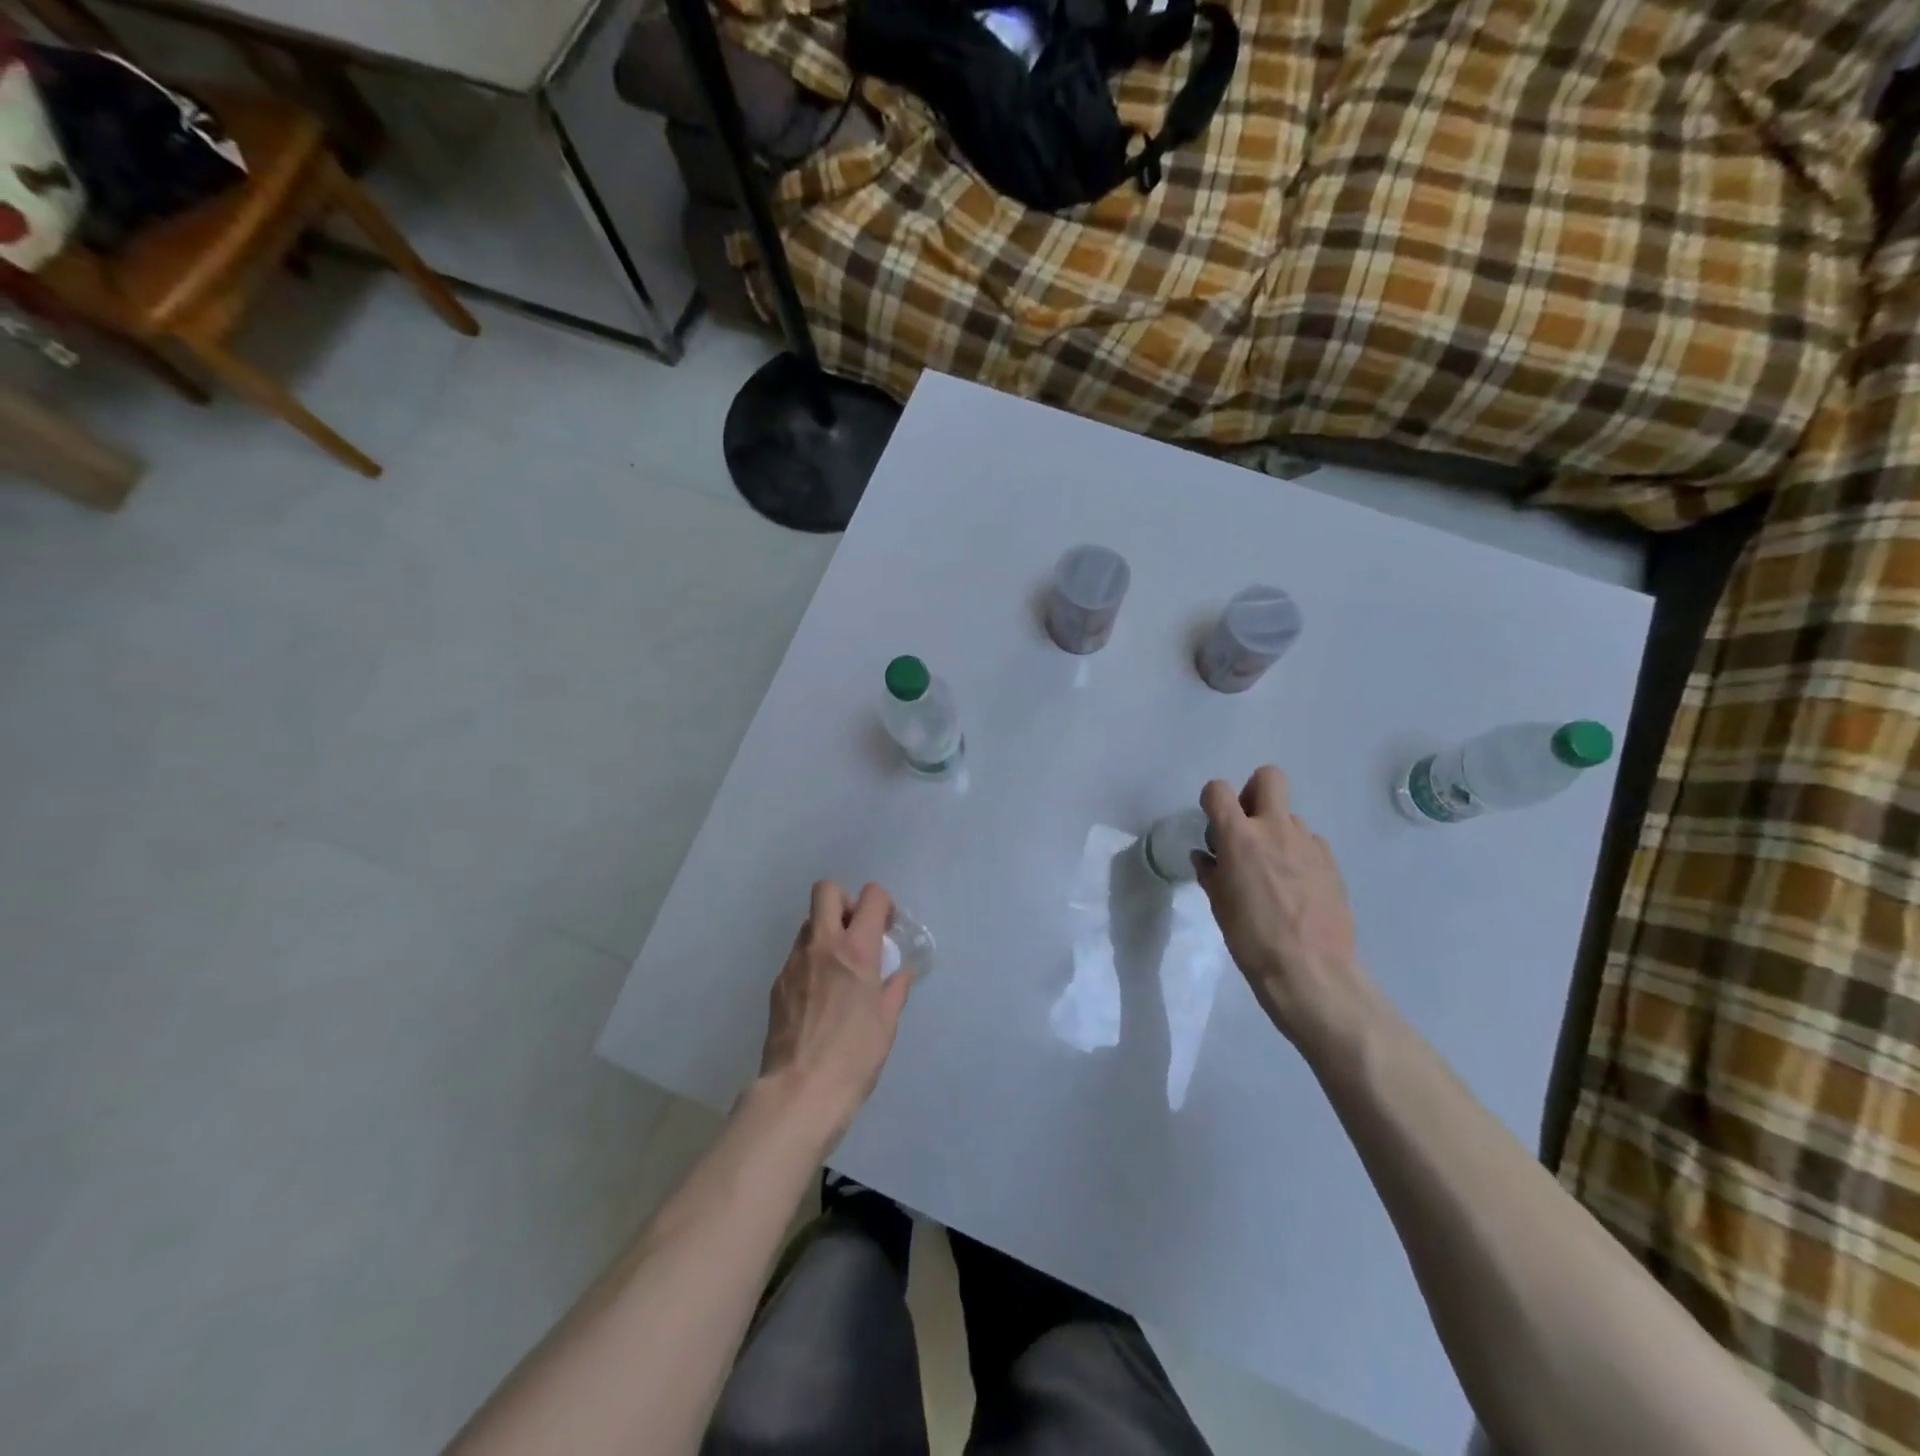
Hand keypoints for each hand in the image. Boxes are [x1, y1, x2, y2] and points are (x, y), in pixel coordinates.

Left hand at [759, 881, 913, 1144]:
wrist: (800, 1092)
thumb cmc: (854, 1057)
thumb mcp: (887, 1023)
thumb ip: (894, 989)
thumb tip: (898, 973)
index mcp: (856, 950)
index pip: (871, 896)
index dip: (882, 904)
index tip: (886, 928)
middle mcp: (822, 945)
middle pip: (826, 891)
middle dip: (844, 902)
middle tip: (856, 933)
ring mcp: (794, 963)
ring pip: (808, 924)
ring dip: (825, 934)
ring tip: (838, 970)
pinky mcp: (777, 984)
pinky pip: (796, 956)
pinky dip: (811, 963)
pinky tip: (819, 998)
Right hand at [1196, 767, 1374, 1052]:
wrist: (1311, 972)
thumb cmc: (1252, 939)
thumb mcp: (1219, 905)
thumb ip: (1211, 872)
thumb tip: (1207, 857)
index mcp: (1240, 837)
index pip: (1218, 790)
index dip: (1211, 800)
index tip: (1212, 824)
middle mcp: (1276, 829)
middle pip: (1268, 778)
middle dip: (1252, 792)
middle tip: (1246, 828)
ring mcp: (1309, 843)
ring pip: (1289, 817)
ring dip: (1276, 832)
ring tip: (1272, 872)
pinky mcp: (1331, 862)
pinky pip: (1308, 843)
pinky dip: (1297, 855)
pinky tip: (1295, 888)